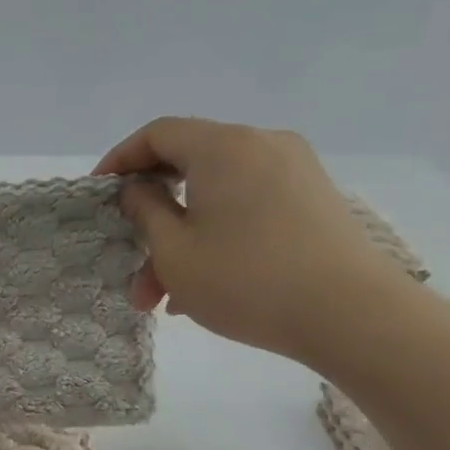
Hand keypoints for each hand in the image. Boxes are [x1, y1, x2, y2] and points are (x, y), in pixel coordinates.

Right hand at [94, 118, 408, 360]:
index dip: (120, 160)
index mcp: (223, 146)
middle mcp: (261, 145)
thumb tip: (138, 188)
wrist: (352, 315)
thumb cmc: (246, 279)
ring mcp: (293, 173)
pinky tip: (201, 290)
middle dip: (151, 217)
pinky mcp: (313, 202)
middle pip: (187, 168)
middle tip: (128, 258)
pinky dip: (216, 238)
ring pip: (216, 197)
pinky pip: (246, 209)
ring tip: (163, 298)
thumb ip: (145, 210)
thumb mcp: (174, 250)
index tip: (97, 195)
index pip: (157, 134)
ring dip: (181, 240)